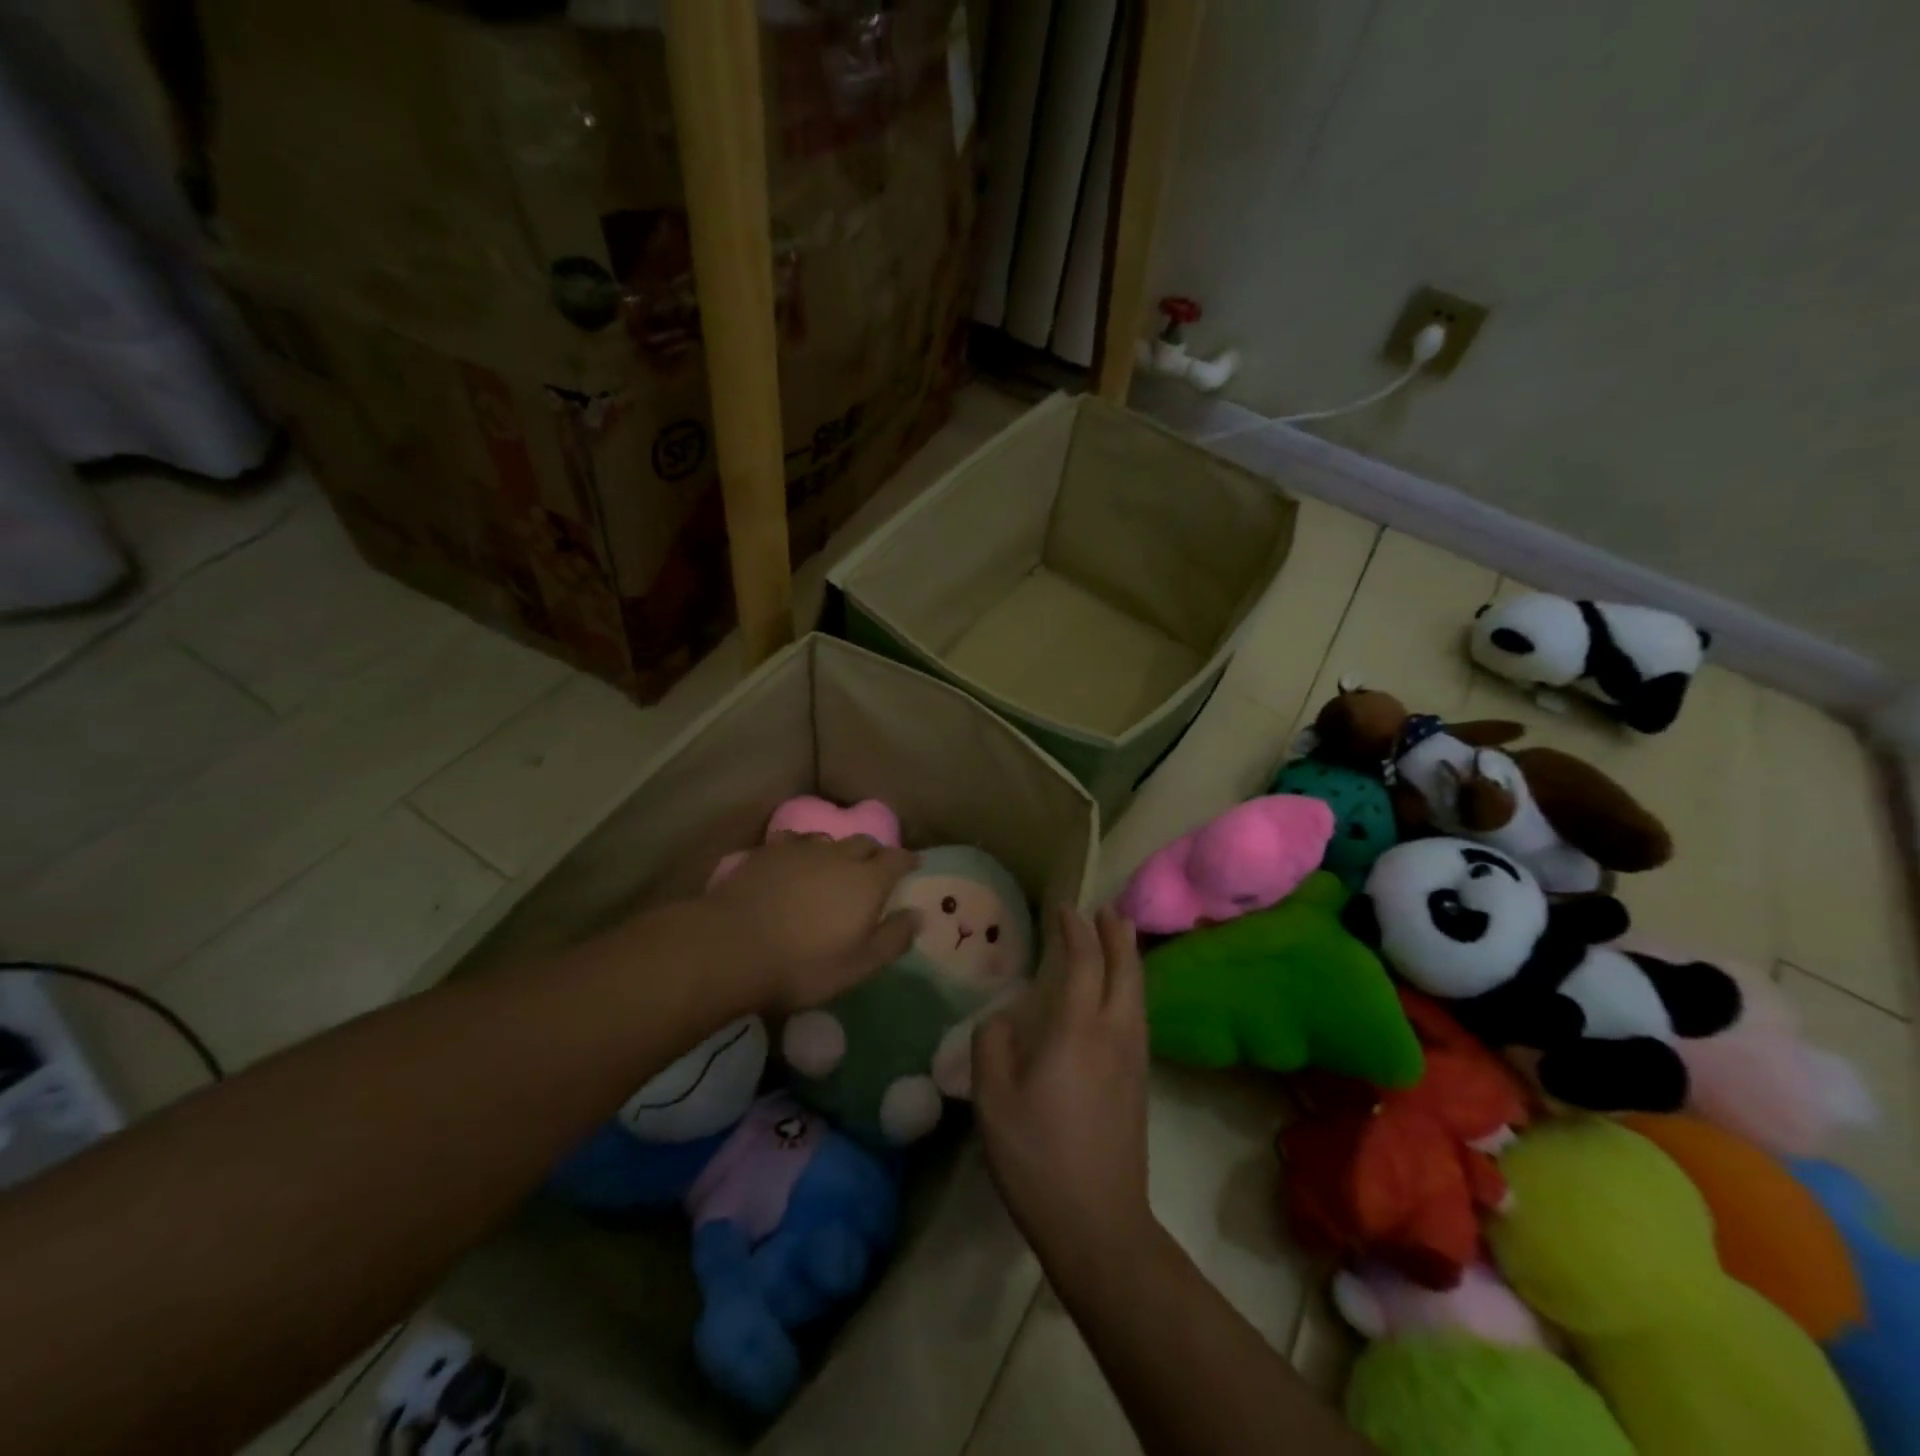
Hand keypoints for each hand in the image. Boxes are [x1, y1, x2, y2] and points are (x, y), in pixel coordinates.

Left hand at [702, 833, 919, 1012]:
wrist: (732, 947)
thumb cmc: (803, 964)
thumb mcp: (858, 965)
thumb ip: (892, 939)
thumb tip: (918, 915)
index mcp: (867, 881)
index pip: (897, 858)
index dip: (908, 860)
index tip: (914, 864)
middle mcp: (838, 855)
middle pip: (865, 842)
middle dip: (875, 852)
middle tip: (876, 868)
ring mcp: (800, 850)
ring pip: (829, 840)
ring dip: (839, 850)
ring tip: (835, 865)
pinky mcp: (768, 852)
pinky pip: (794, 842)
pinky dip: (803, 849)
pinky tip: (795, 861)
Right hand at [973, 905, 1152, 1266]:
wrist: (1098, 1223)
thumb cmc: (1038, 1157)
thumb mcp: (993, 1101)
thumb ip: (991, 1046)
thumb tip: (1001, 1018)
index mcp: (1078, 1030)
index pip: (1083, 962)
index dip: (1075, 930)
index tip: (1063, 908)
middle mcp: (1114, 1034)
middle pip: (1126, 970)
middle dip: (1116, 935)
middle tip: (1107, 910)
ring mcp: (1133, 1060)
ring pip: (1138, 993)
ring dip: (1130, 959)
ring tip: (1121, 939)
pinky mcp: (1139, 1083)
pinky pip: (1139, 1016)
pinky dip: (1132, 988)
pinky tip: (1121, 997)